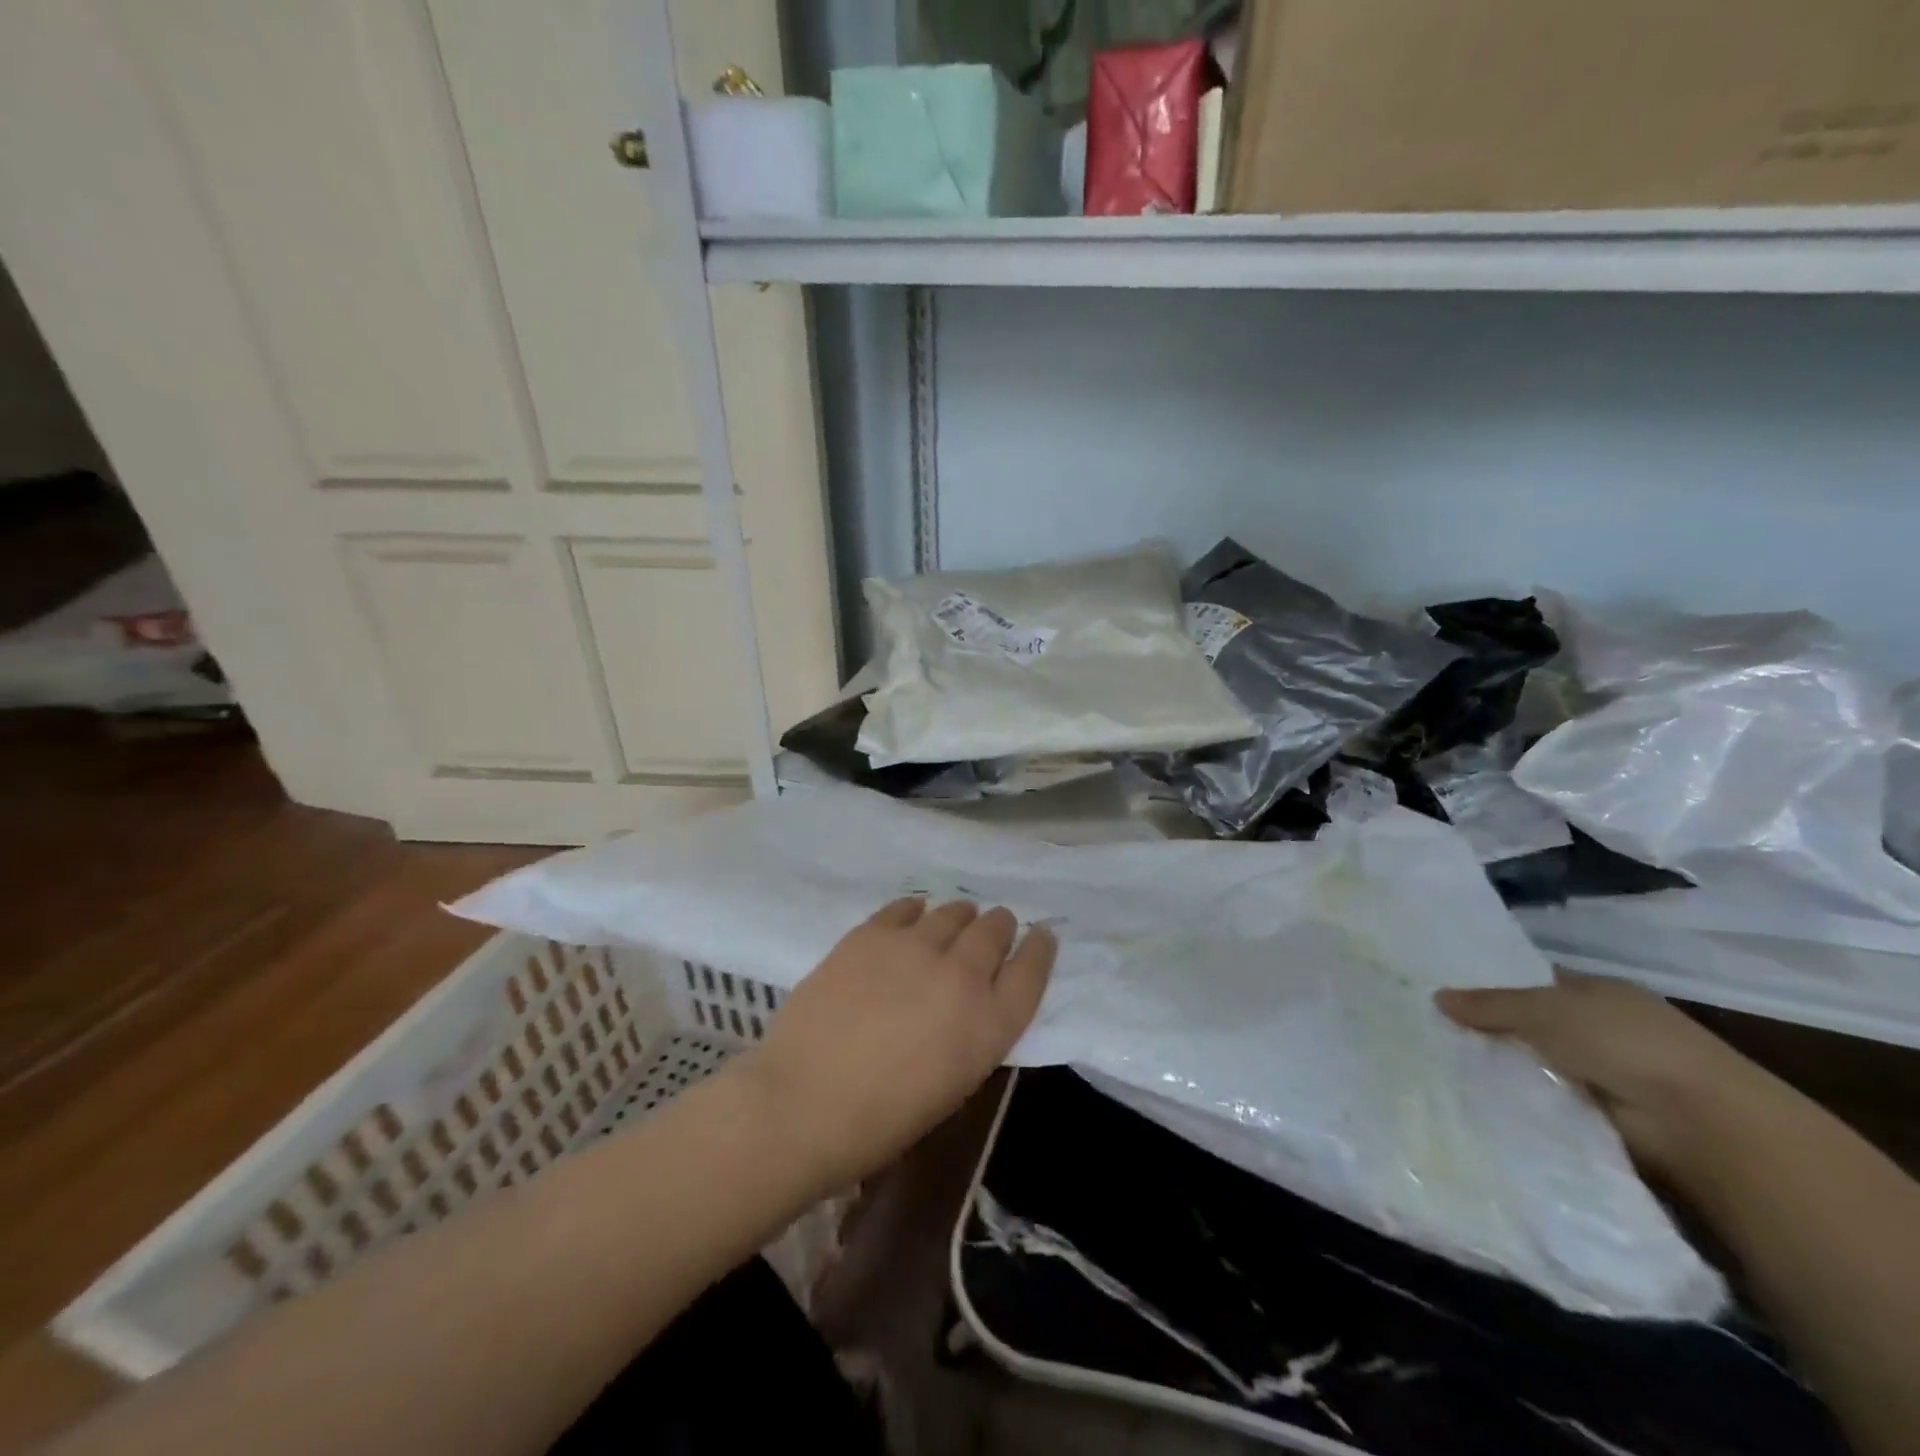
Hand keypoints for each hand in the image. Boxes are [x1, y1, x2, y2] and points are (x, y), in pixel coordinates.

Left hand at [735, 898, 1055, 1195]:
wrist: (803, 1102)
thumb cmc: (881, 1120)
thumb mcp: (952, 1084)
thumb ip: (973, 1032)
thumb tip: (972, 999)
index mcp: (989, 1025)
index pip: (1032, 972)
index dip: (1040, 949)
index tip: (1041, 935)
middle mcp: (961, 975)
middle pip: (995, 931)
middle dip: (1000, 927)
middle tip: (995, 926)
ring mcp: (915, 947)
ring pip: (953, 912)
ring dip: (961, 916)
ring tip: (956, 919)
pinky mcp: (872, 934)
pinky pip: (905, 908)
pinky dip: (916, 911)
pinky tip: (914, 915)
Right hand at [1437, 970, 1781, 1184]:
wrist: (1700, 1124)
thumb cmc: (1624, 1043)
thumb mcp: (1544, 1010)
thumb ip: (1490, 1004)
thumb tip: (1437, 997)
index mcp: (1598, 992)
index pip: (1535, 981)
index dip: (1493, 985)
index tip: (1445, 995)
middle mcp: (1605, 1028)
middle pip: (1533, 1025)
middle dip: (1492, 1030)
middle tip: (1432, 1032)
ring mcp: (1609, 1075)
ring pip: (1538, 1065)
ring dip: (1505, 1070)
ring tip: (1443, 1068)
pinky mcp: (1606, 1118)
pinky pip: (1549, 1102)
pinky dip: (1523, 1102)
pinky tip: (1479, 1100)